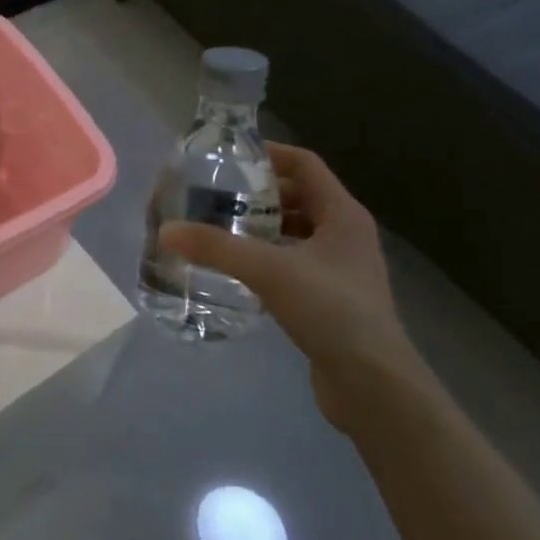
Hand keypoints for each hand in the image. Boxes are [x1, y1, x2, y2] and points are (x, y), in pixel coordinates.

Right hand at [158, 143, 428, 434]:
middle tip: (215, 195)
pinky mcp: (331, 298)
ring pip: (295, 232)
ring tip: (219, 230)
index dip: (269, 154)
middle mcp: (346, 234)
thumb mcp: (269, 270)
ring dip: (261, 228)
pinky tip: (237, 270)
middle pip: (298, 197)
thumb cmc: (331, 310)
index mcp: (342, 214)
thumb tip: (166, 230)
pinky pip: (294, 263)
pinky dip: (267, 259)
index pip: (305, 164)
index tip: (228, 157)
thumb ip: (216, 248)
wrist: (373, 385)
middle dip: (257, 194)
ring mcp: (341, 268)